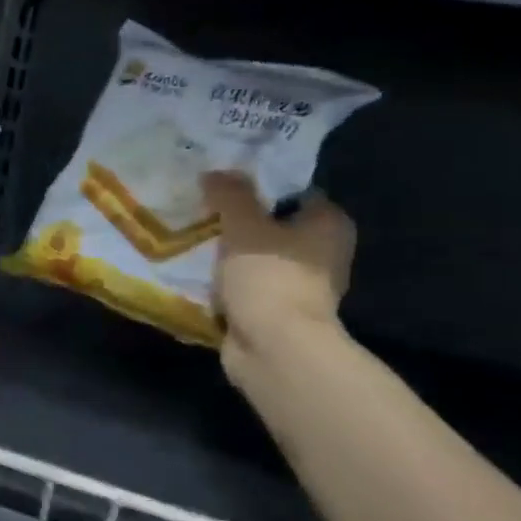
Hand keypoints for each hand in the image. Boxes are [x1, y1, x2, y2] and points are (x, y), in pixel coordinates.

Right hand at [202, 171, 354, 373]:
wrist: (274, 348)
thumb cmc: (269, 277)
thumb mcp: (243, 224)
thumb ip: (230, 194)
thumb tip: (216, 172)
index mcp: (329, 224)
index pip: (293, 191)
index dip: (258, 184)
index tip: (223, 182)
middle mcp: (322, 252)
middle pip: (272, 224)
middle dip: (238, 220)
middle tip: (200, 208)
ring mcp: (299, 285)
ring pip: (255, 256)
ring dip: (228, 253)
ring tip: (191, 238)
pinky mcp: (275, 311)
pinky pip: (244, 285)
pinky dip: (224, 281)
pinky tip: (195, 272)